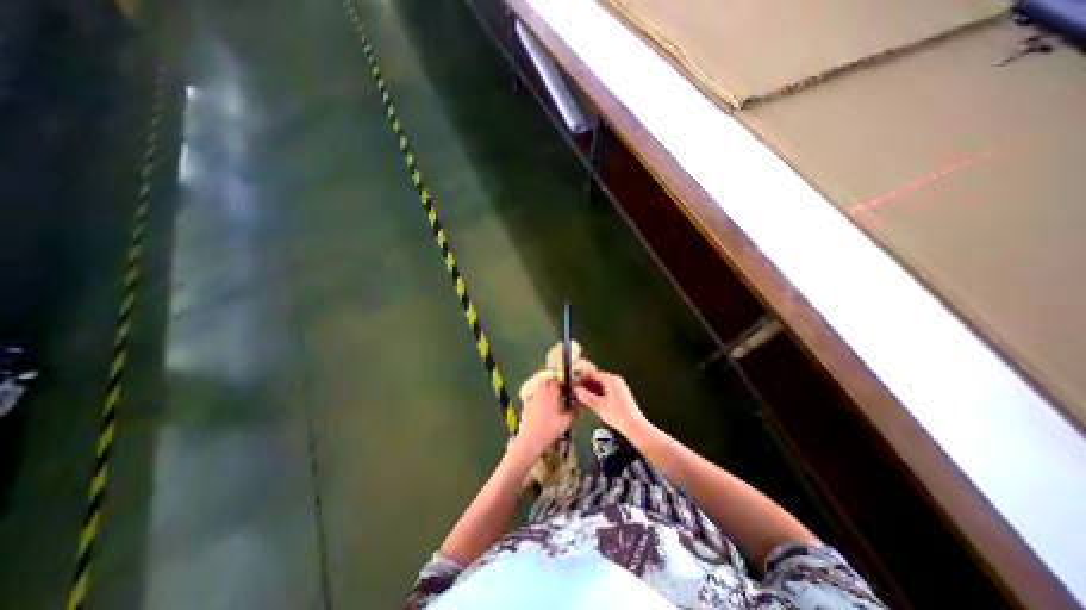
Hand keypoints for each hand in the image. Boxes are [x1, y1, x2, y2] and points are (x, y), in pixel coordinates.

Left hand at [516, 377, 576, 458]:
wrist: (530, 440)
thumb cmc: (550, 430)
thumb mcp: (566, 422)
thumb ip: (574, 411)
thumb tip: (577, 404)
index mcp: (551, 393)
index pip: (557, 381)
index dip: (563, 384)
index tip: (568, 390)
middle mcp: (541, 392)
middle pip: (547, 382)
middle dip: (554, 385)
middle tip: (560, 393)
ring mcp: (532, 398)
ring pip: (539, 388)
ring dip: (546, 390)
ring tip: (552, 400)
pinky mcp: (526, 406)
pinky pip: (534, 397)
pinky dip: (539, 398)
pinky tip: (543, 409)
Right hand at [575, 370, 642, 435]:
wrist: (634, 426)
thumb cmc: (616, 415)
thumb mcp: (598, 406)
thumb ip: (585, 396)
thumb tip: (575, 389)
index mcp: (611, 379)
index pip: (592, 373)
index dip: (581, 378)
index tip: (573, 385)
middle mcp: (615, 380)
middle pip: (596, 378)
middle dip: (585, 384)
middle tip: (575, 392)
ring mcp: (618, 387)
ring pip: (600, 384)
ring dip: (590, 390)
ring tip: (580, 398)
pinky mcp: (619, 394)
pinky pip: (605, 389)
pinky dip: (596, 394)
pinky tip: (589, 402)